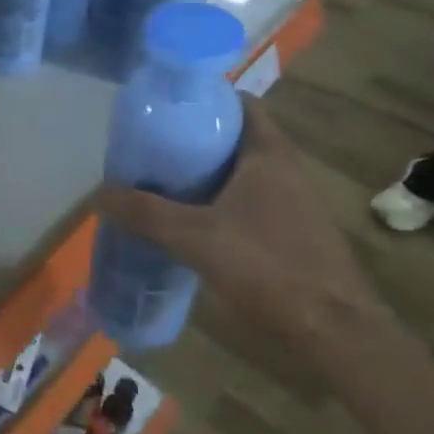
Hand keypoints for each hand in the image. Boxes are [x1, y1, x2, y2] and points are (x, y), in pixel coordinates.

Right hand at [93, 99, 379, 359]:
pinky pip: (246, 204)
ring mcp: (292, 204)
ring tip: (159, 185)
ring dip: (203, 177)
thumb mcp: (196, 238)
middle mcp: (285, 171)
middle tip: (150, 151)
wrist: (334, 333)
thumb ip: (146, 214)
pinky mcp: (290, 234)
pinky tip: (189, 226)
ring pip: (239, 175)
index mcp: (269, 155)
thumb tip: (99, 194)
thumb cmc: (269, 268)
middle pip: (234, 140)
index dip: (203, 101)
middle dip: (192, 142)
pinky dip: (217, 205)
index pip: (239, 104)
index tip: (164, 111)